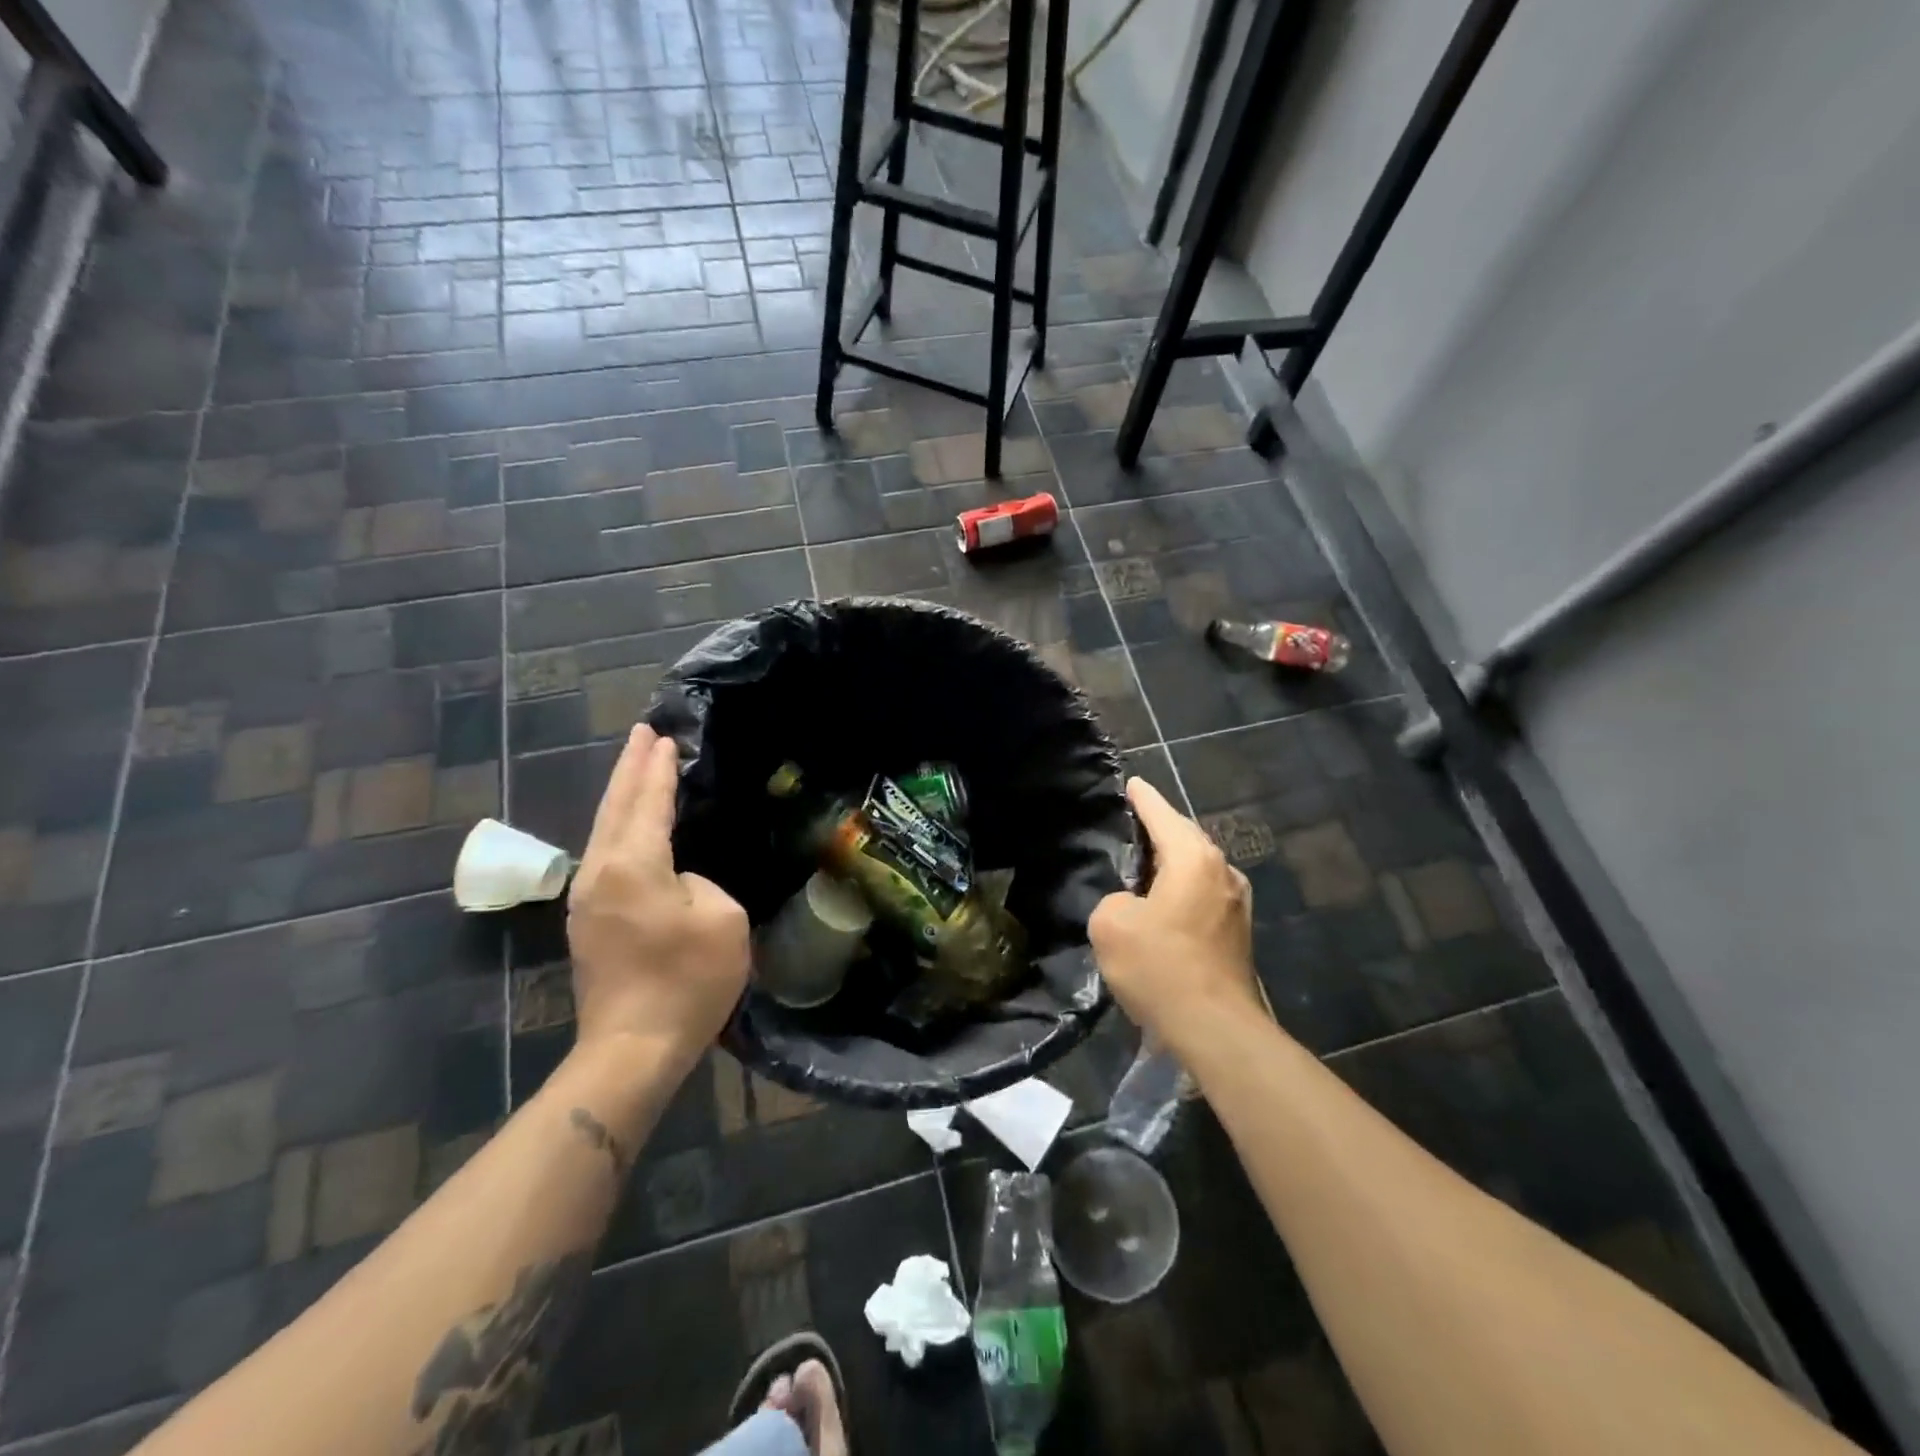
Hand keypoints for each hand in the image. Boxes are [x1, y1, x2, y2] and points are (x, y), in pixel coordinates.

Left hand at [567, 724, 750, 1064]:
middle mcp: (600, 871)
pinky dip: (618, 826)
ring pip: (603, 830)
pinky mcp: (587, 921)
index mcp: (633, 865)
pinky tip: (628, 825)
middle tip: (642, 733)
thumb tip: (679, 880)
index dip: (658, 769)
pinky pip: (604, 854)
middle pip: (615, 806)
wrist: (632, 1049)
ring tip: (634, 767)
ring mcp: (587, 898)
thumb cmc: (686, 982)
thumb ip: (700, 881)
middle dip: (630, 768)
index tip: (663, 736)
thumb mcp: (722, 919)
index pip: (649, 802)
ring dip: (620, 795)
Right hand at [1089, 778, 1262, 1046]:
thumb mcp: (1110, 924)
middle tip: (1132, 821)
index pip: (1162, 814)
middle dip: (1160, 827)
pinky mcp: (1238, 931)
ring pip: (1197, 867)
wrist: (1215, 1028)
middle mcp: (1222, 871)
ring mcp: (1237, 902)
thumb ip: (1114, 899)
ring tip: (1143, 862)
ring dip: (1172, 861)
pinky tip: (1162, 902)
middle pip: (1185, 837)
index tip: (1132, 784)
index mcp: (1193, 859)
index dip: (1143, 798)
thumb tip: (1132, 905)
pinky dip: (1182, 888)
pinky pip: (1203, 893)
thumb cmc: (1160, 967)